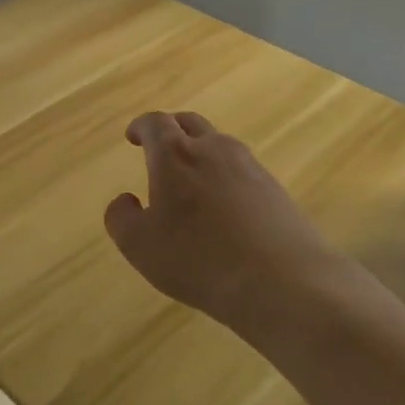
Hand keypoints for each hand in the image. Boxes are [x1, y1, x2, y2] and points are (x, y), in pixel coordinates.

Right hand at [104, 111, 349, 334]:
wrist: (283, 282)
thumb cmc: (198, 259)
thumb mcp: (140, 245)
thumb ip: (121, 218)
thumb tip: (125, 200)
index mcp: (175, 155)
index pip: (155, 123)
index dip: (140, 127)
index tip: (133, 136)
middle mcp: (213, 149)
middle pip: (190, 123)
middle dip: (171, 129)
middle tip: (160, 146)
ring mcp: (250, 167)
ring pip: (219, 145)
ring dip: (201, 152)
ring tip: (191, 179)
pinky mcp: (275, 189)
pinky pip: (242, 170)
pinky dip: (225, 176)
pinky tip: (224, 207)